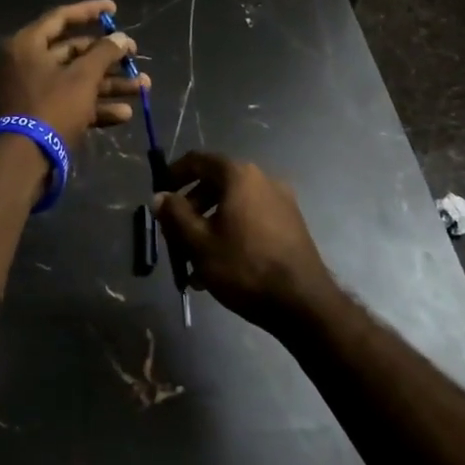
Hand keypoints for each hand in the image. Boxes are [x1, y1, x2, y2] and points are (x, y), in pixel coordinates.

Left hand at [0, 0, 147, 155]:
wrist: (22, 162)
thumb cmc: (51, 108)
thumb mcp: (82, 77)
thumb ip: (104, 53)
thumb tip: (121, 38)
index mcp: (28, 45)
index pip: (62, 17)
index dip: (90, 11)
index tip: (114, 10)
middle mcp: (28, 64)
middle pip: (73, 52)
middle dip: (108, 57)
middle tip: (134, 57)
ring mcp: (33, 92)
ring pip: (77, 80)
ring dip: (110, 84)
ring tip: (142, 87)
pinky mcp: (41, 117)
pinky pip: (72, 104)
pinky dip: (96, 107)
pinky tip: (124, 114)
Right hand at [152, 152, 335, 330]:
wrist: (304, 304)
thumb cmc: (244, 267)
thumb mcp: (199, 243)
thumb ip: (175, 215)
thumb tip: (161, 196)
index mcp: (239, 175)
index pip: (198, 160)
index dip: (174, 173)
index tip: (160, 194)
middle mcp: (262, 179)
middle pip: (216, 183)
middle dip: (192, 207)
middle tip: (175, 233)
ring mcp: (281, 201)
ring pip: (233, 205)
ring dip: (210, 224)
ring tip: (195, 260)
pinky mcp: (291, 225)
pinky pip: (251, 219)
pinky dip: (232, 232)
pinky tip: (221, 265)